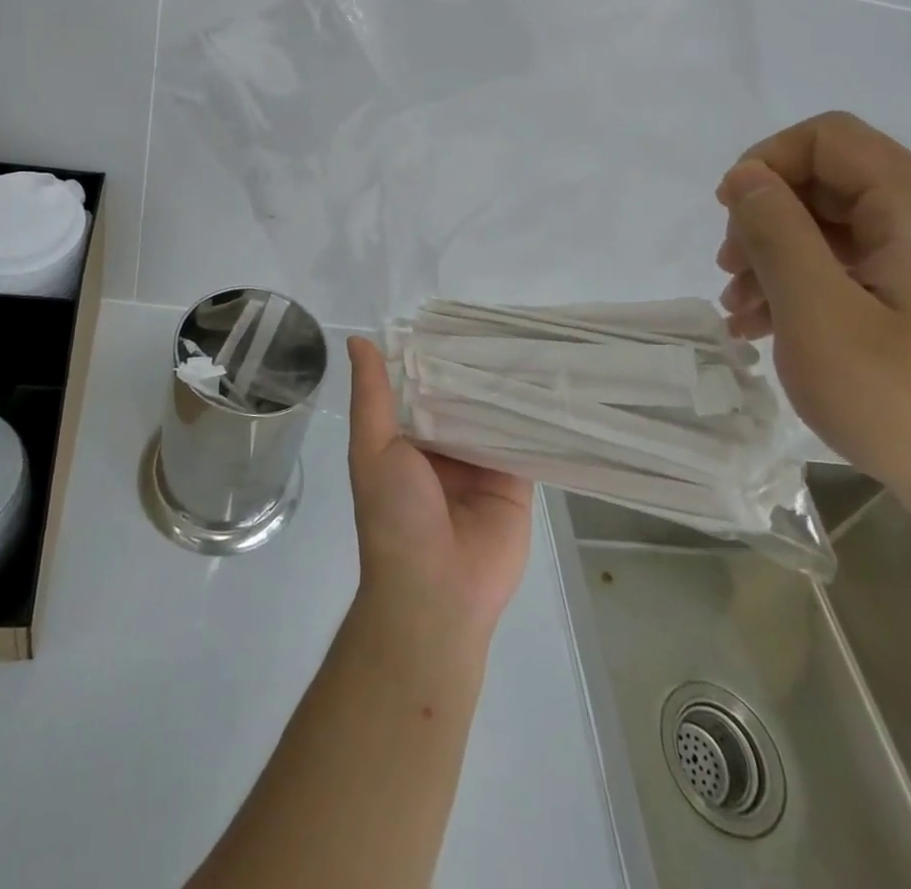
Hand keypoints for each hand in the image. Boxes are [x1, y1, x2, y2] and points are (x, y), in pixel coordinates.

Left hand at [345, 337, 532, 646]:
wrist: (435, 592)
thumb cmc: (394, 515)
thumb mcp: (373, 448)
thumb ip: (372, 395)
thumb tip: (358, 341)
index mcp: (410, 439)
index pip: (425, 386)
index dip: (436, 355)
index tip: (457, 317)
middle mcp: (446, 448)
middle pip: (464, 398)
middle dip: (476, 368)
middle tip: (502, 322)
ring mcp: (482, 465)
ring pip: (496, 415)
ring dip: (508, 388)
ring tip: (530, 340)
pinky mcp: (517, 483)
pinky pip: (526, 443)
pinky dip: (535, 418)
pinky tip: (552, 382)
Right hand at [714, 112, 910, 514]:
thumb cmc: (909, 406)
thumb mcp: (819, 314)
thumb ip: (775, 232)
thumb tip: (744, 176)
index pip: (830, 138)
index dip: (766, 162)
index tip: (728, 217)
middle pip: (831, 182)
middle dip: (766, 220)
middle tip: (731, 278)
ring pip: (838, 227)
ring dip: (778, 258)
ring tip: (742, 314)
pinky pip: (859, 267)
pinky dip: (809, 285)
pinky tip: (772, 328)